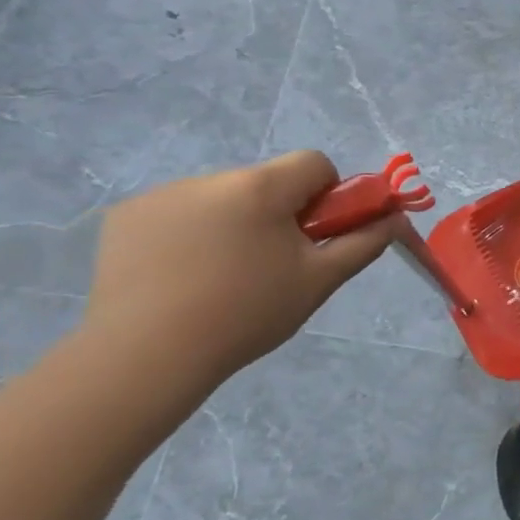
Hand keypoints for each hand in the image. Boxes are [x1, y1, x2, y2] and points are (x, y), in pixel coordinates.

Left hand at [79, 152, 396, 398]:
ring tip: (218, 277)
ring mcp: (160, 196)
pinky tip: (178, 276)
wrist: (143, 357)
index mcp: (261, 187)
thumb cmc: (246, 314)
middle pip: (266, 181)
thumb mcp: (320, 280)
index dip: (327, 193)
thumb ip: (363, 243)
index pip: (313, 162)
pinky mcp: (123, 218)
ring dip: (232, 222)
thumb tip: (395, 218)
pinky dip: (187, 234)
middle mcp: (210, 179)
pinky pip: (175, 212)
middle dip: (277, 212)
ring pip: (221, 198)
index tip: (315, 233)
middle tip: (271, 264)